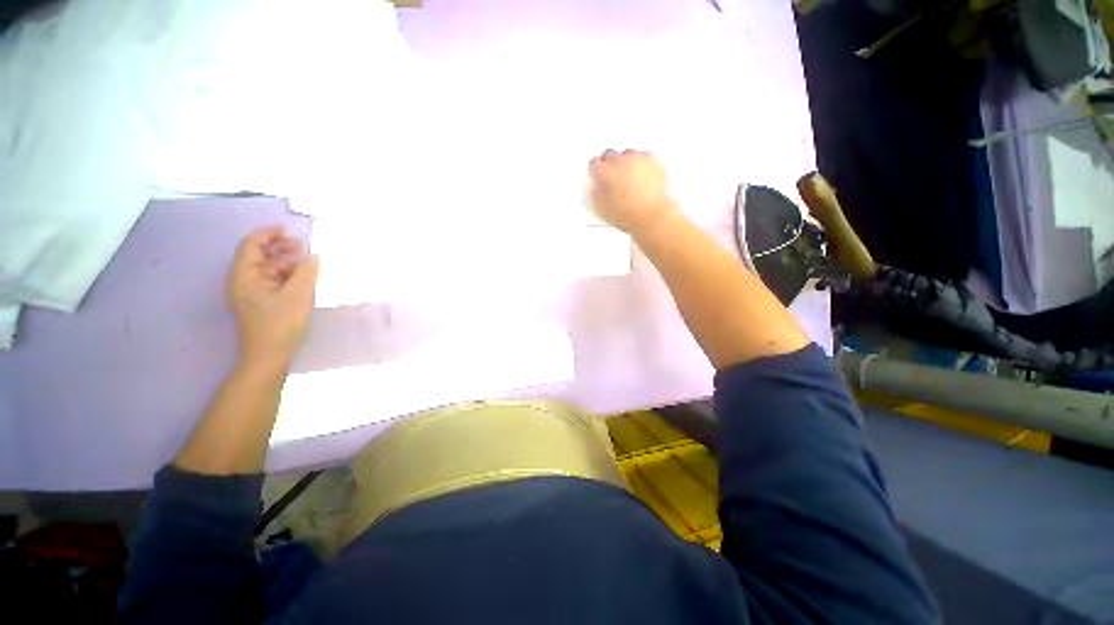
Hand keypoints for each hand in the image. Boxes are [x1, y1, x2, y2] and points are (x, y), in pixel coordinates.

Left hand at [227, 227, 318, 369]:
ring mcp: (251, 293)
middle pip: (260, 255)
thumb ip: (306, 271)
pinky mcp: (261, 303)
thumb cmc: (280, 324)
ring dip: (287, 263)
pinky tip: (303, 281)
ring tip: (309, 266)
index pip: (251, 245)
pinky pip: (273, 282)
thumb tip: (314, 256)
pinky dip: (287, 276)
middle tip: (306, 249)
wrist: (269, 357)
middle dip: (282, 248)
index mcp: (245, 276)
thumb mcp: (298, 295)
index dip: (269, 234)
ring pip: (268, 269)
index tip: (291, 231)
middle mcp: (244, 281)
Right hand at [588, 149, 679, 236]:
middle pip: (610, 154)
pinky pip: (645, 157)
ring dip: (626, 163)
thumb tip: (595, 188)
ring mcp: (637, 159)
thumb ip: (595, 193)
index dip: (594, 171)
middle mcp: (620, 161)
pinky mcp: (653, 161)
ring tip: (628, 179)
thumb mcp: (601, 209)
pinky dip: (642, 164)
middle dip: (609, 164)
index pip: (594, 163)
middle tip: (612, 178)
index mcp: (605, 172)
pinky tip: (642, 177)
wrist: (652, 216)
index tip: (596, 176)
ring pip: (628, 154)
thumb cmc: (629, 215)